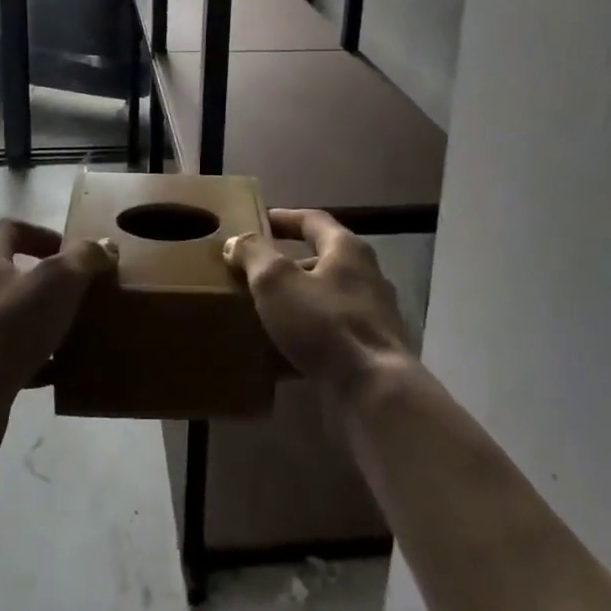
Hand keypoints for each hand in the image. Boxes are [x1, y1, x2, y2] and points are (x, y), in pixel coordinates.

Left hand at [0, 218, 116, 418]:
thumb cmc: (10, 326)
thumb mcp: (59, 281)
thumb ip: (84, 257)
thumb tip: (104, 246)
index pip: (9, 230)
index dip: (42, 235)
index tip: (70, 254)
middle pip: (4, 273)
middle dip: (40, 282)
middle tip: (73, 295)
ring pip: (2, 316)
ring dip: (32, 321)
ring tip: (66, 335)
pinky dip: (24, 358)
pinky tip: (49, 373)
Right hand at [223, 209, 410, 402]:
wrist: (374, 392)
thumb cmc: (324, 324)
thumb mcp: (277, 281)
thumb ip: (254, 254)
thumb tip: (237, 241)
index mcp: (347, 250)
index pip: (313, 220)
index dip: (285, 218)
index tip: (259, 220)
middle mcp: (366, 277)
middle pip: (322, 260)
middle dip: (288, 265)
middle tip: (254, 272)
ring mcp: (373, 317)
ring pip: (326, 299)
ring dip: (297, 301)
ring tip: (264, 311)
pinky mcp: (371, 353)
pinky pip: (332, 334)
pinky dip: (308, 335)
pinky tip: (284, 350)